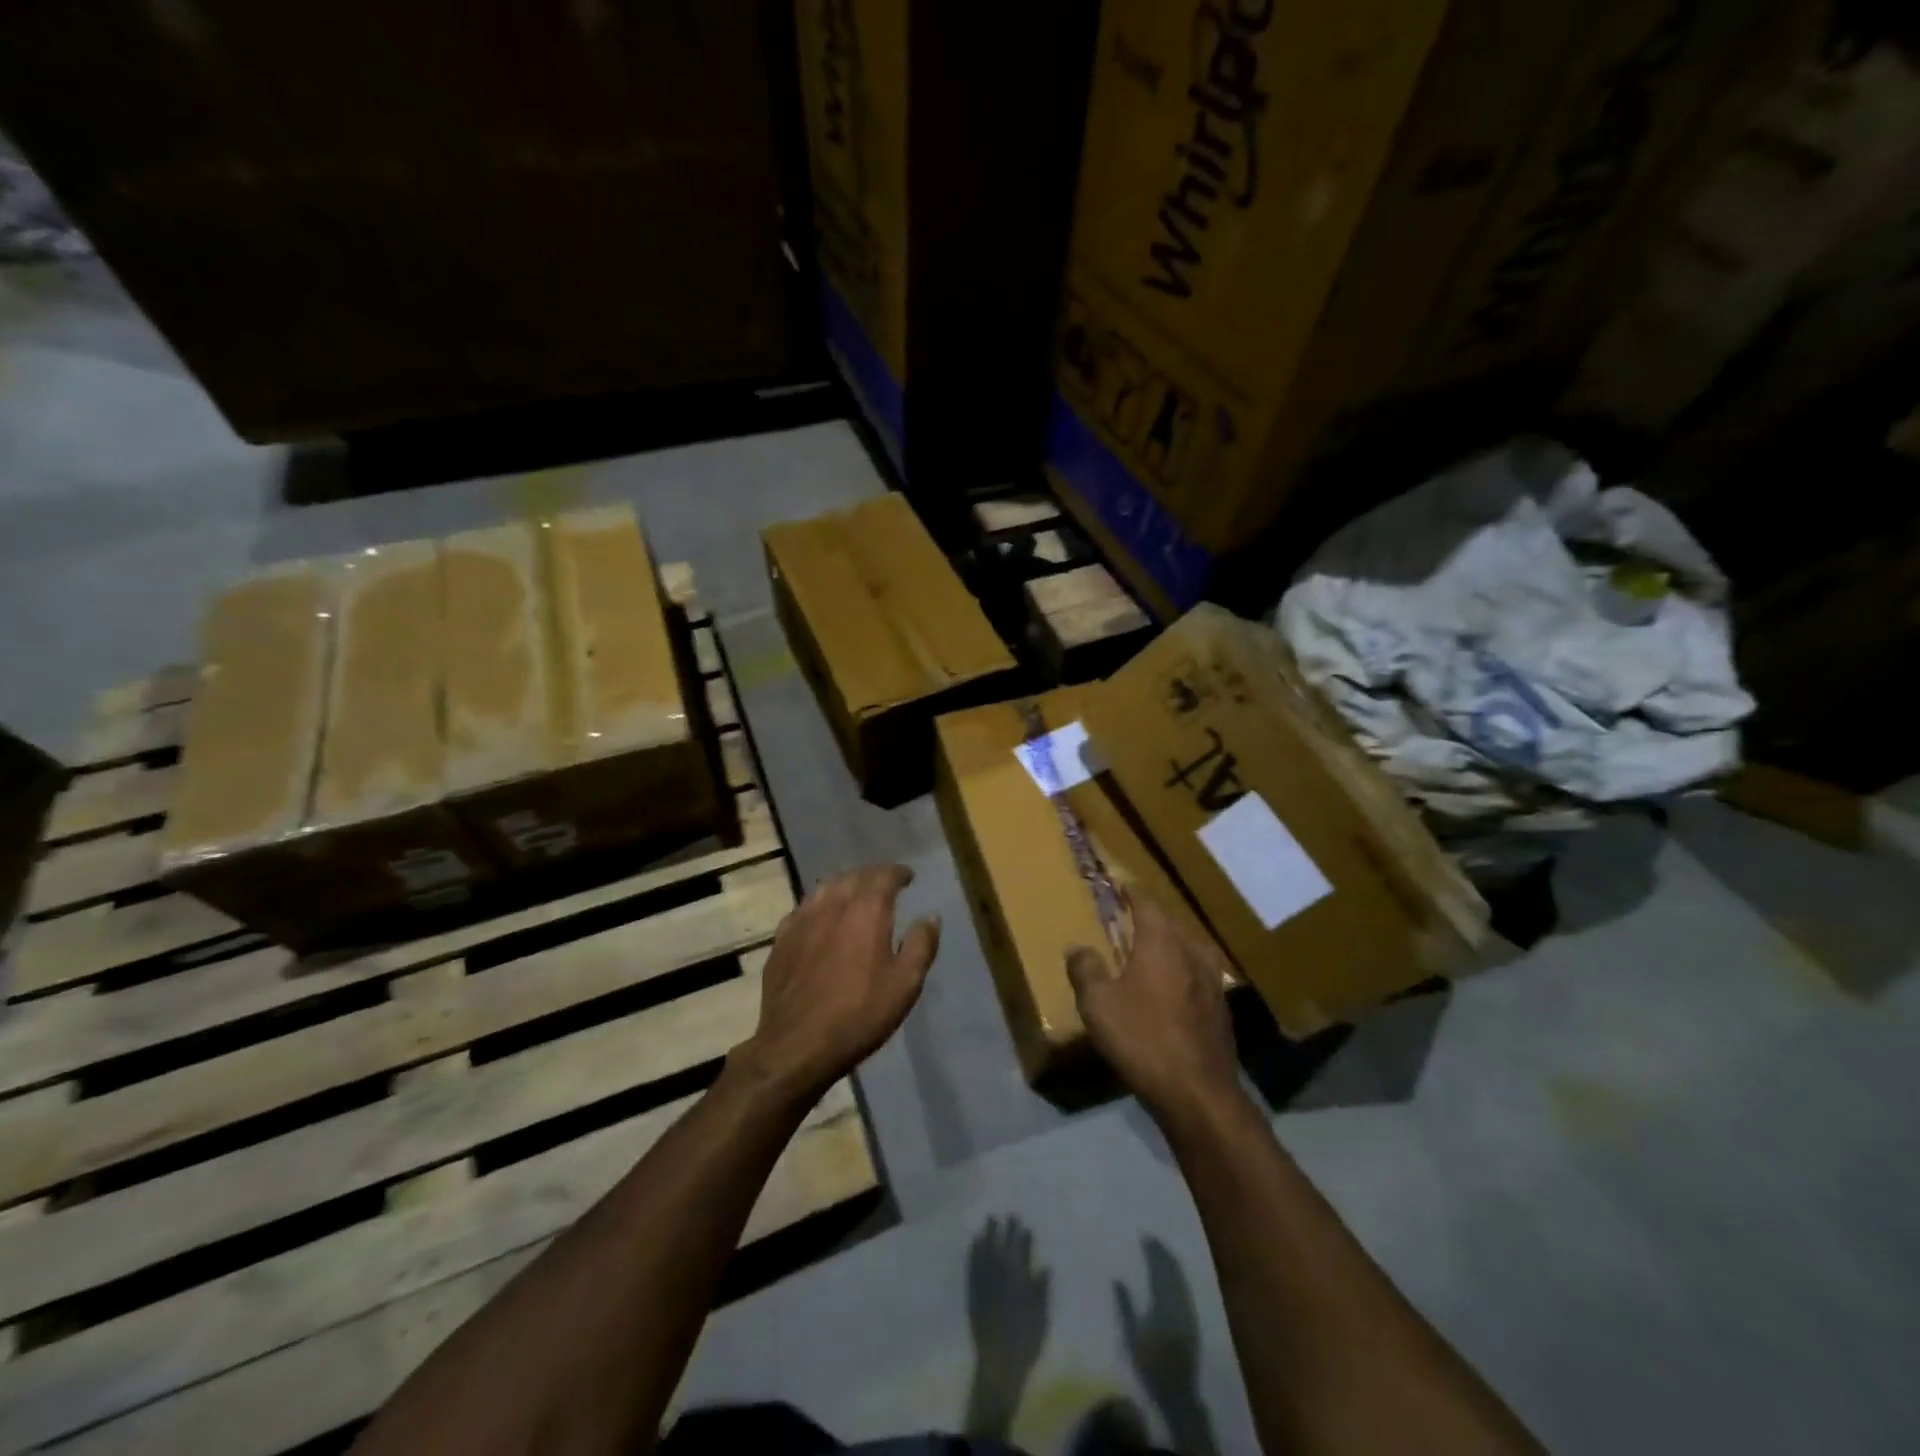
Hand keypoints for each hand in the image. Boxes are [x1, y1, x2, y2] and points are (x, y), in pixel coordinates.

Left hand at [735, 863, 939, 1098]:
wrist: (797, 1045)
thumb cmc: (859, 1014)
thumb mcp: (905, 984)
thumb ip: (921, 945)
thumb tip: (930, 917)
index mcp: (866, 910)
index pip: (884, 875)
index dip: (898, 873)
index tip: (908, 877)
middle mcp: (832, 904)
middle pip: (854, 876)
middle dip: (872, 876)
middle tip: (885, 885)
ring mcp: (802, 919)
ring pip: (826, 887)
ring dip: (845, 885)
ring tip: (855, 896)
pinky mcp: (781, 939)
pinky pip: (804, 909)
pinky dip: (820, 905)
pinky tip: (822, 919)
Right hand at [1066, 892, 1241, 1122]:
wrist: (1198, 1093)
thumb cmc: (1142, 1038)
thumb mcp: (1098, 1004)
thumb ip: (1085, 969)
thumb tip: (1077, 947)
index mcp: (1161, 941)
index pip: (1146, 903)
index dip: (1130, 892)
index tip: (1119, 885)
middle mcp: (1192, 952)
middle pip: (1170, 923)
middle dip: (1150, 916)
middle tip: (1130, 916)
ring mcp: (1213, 981)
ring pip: (1189, 948)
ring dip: (1170, 943)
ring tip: (1152, 949)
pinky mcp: (1221, 1009)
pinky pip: (1198, 974)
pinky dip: (1182, 970)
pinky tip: (1173, 987)